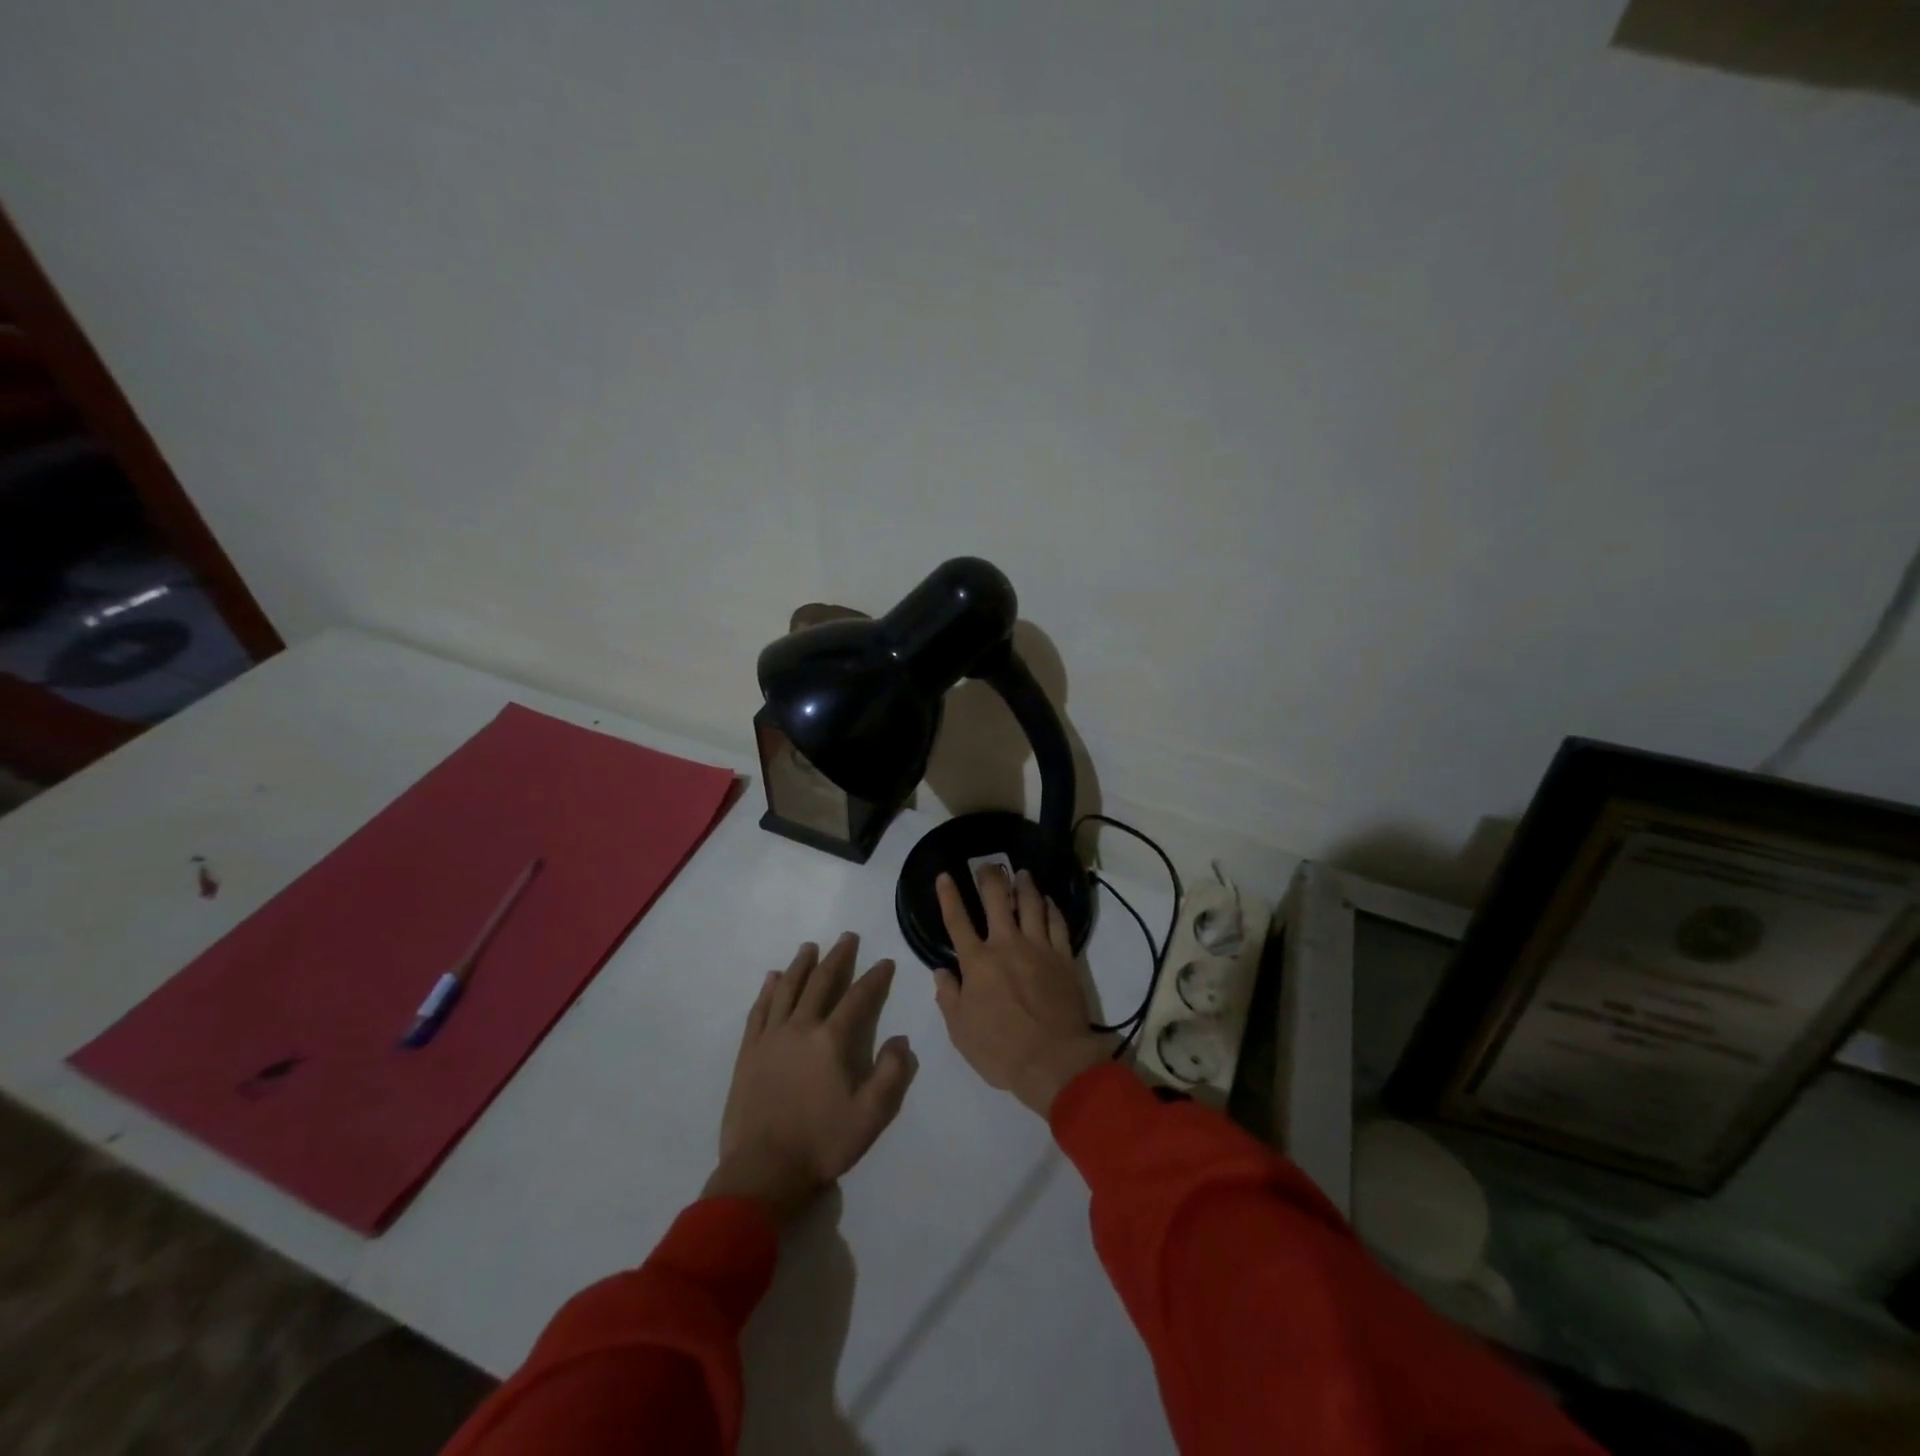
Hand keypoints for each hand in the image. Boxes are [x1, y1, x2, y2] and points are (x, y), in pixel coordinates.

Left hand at [704, 933, 917, 1222]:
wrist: (763, 1171)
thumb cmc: (821, 1143)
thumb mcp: (871, 1116)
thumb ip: (892, 1074)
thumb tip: (901, 1040)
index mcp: (831, 1041)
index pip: (858, 998)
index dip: (875, 978)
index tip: (886, 962)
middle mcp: (800, 1028)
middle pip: (821, 982)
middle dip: (838, 957)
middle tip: (847, 937)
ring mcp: (770, 1038)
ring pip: (788, 989)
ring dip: (801, 965)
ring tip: (810, 947)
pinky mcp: (748, 1052)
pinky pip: (759, 1011)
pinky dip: (768, 991)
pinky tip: (772, 978)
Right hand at [933, 866, 1113, 1117]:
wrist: (1055, 1061)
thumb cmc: (1001, 1050)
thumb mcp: (961, 1032)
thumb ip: (948, 997)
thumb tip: (942, 971)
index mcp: (977, 962)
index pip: (957, 920)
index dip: (949, 896)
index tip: (945, 875)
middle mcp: (1007, 945)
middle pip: (997, 900)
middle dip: (990, 878)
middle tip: (987, 865)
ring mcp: (1038, 948)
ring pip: (1031, 904)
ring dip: (1025, 885)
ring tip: (1022, 873)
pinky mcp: (1064, 957)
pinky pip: (1057, 923)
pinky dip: (1052, 908)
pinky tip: (1048, 901)